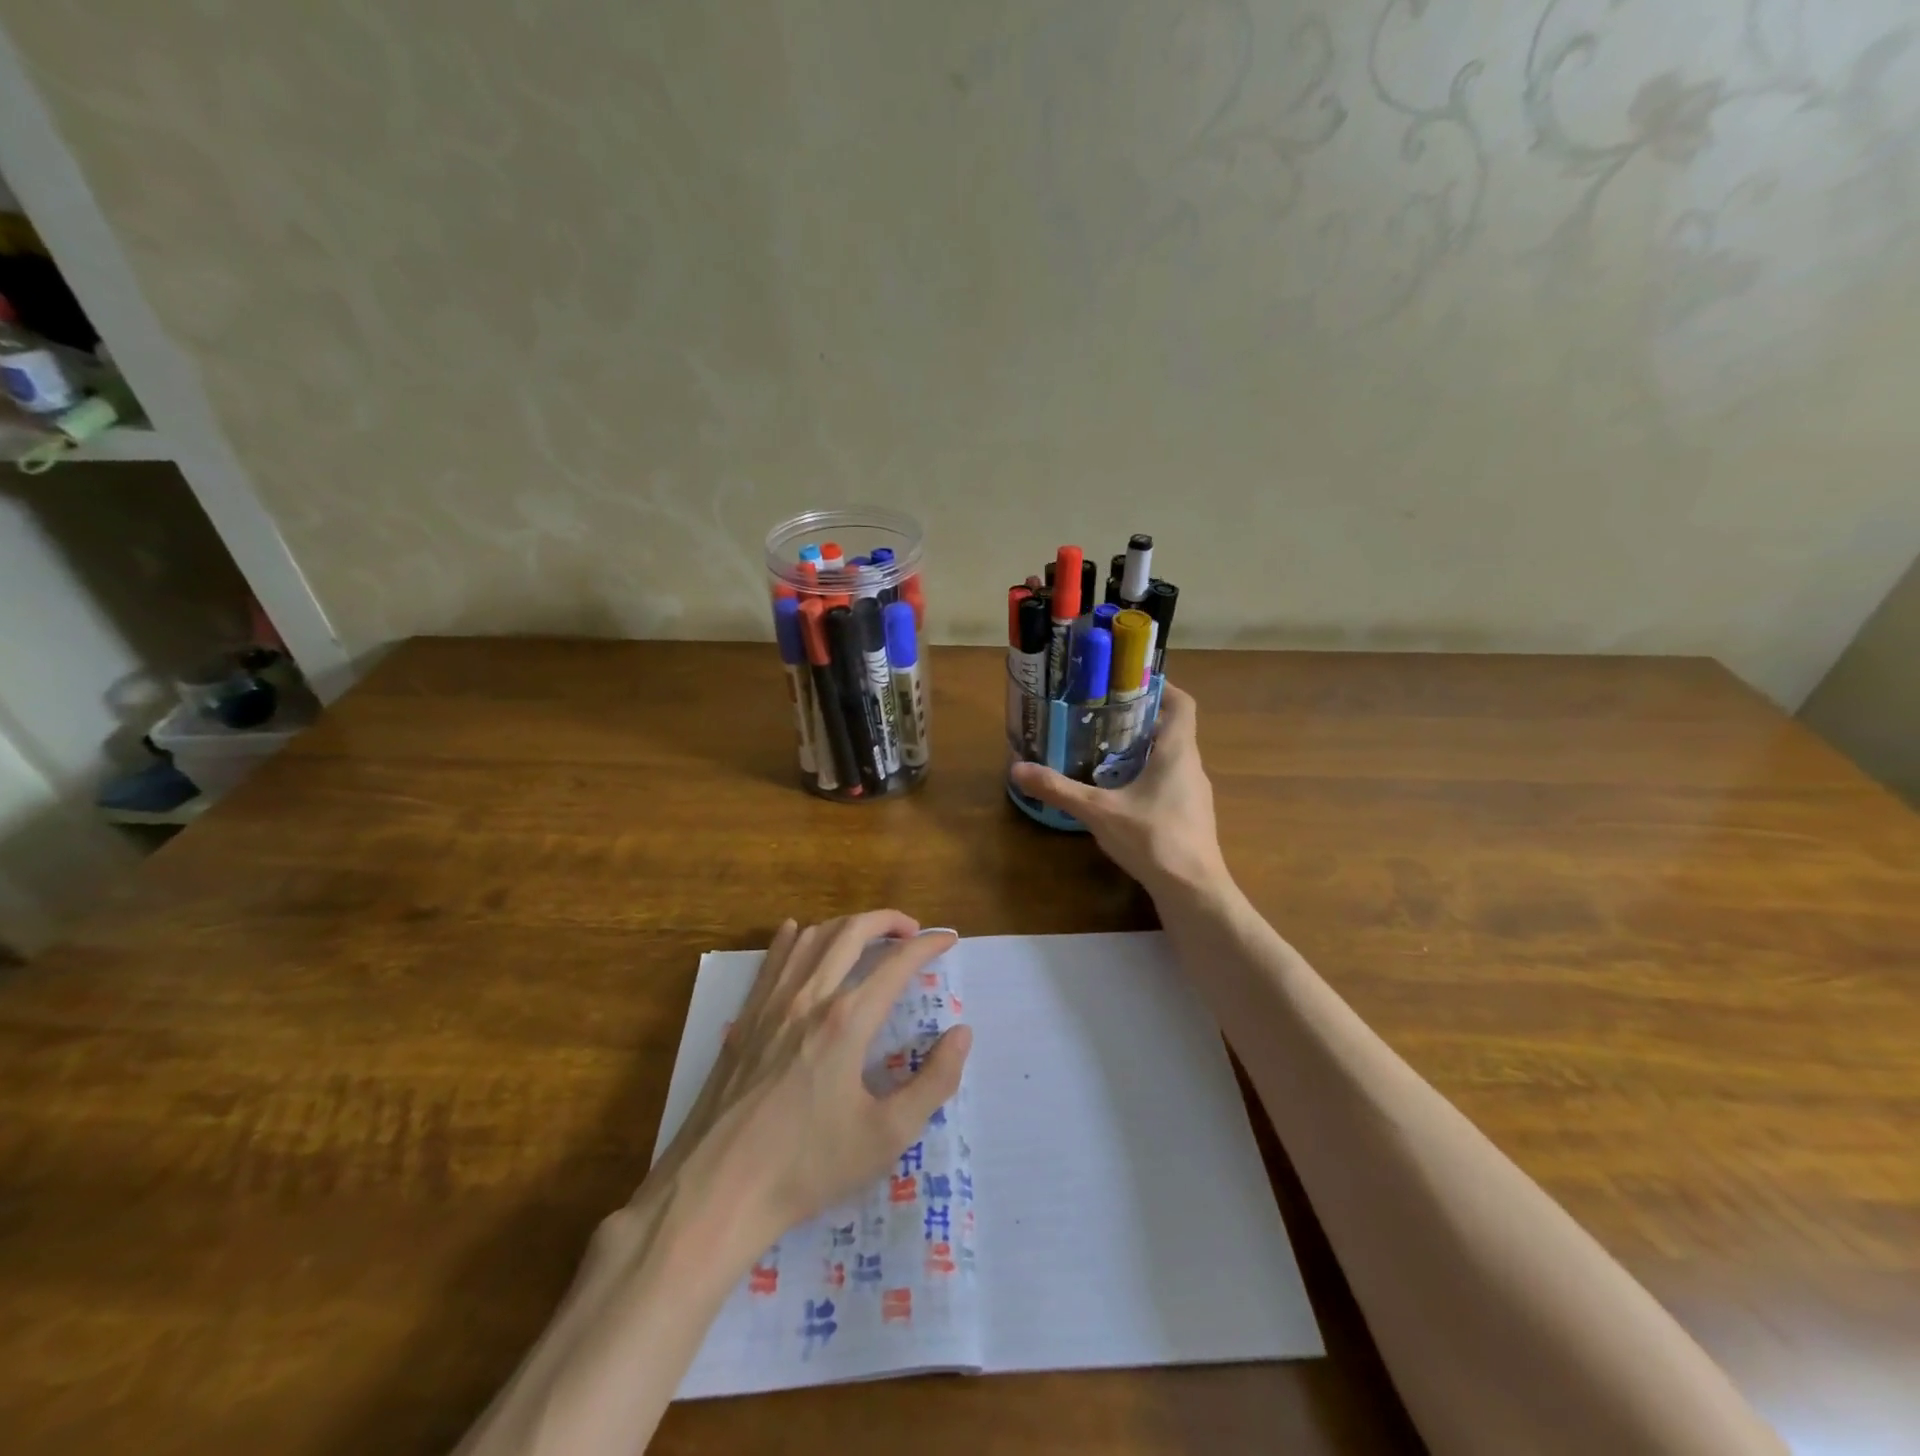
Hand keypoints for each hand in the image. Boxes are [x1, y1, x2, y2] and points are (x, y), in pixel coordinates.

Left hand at [658, 911, 970, 1254]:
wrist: (718, 1190)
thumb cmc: (807, 1166)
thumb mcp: (886, 1136)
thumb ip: (934, 1082)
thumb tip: (962, 1033)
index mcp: (847, 1020)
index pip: (897, 963)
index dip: (928, 945)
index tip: (948, 940)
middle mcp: (810, 997)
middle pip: (852, 932)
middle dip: (888, 920)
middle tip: (912, 930)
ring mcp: (771, 1004)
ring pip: (811, 938)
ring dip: (846, 925)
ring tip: (867, 935)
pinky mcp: (744, 1019)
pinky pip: (771, 960)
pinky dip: (792, 938)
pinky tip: (797, 932)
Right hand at [1009, 684, 1227, 896]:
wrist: (1193, 892)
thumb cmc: (1153, 839)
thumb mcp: (1098, 811)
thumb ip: (1059, 789)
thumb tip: (1017, 769)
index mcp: (1177, 752)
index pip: (1183, 704)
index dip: (1163, 687)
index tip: (1132, 683)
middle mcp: (1192, 767)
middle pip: (1173, 730)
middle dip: (1140, 720)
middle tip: (1103, 717)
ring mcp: (1195, 795)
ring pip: (1171, 759)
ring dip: (1143, 751)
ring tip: (1106, 752)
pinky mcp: (1191, 818)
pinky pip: (1171, 783)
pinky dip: (1148, 778)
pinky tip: (1121, 794)